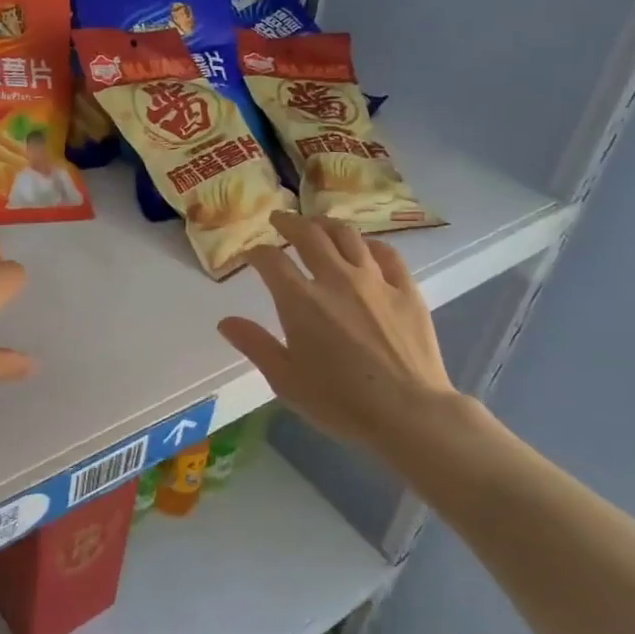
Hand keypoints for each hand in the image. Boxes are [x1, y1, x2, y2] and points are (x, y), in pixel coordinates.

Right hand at [217, 212, 467, 475]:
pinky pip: (388, 254)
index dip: (256, 252)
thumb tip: (225, 321)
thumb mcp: (285, 380)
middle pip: (309, 235)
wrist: (409, 414)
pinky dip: (370, 245)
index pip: (271, 260)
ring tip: (318, 225)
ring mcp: (375, 281)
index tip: (251, 254)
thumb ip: (255, 345)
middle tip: (280, 220)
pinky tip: (365, 247)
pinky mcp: (406, 290)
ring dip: (327, 225)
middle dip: (289, 223)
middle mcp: (336, 279)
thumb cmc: (340, 402)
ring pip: (348, 236)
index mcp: (300, 301)